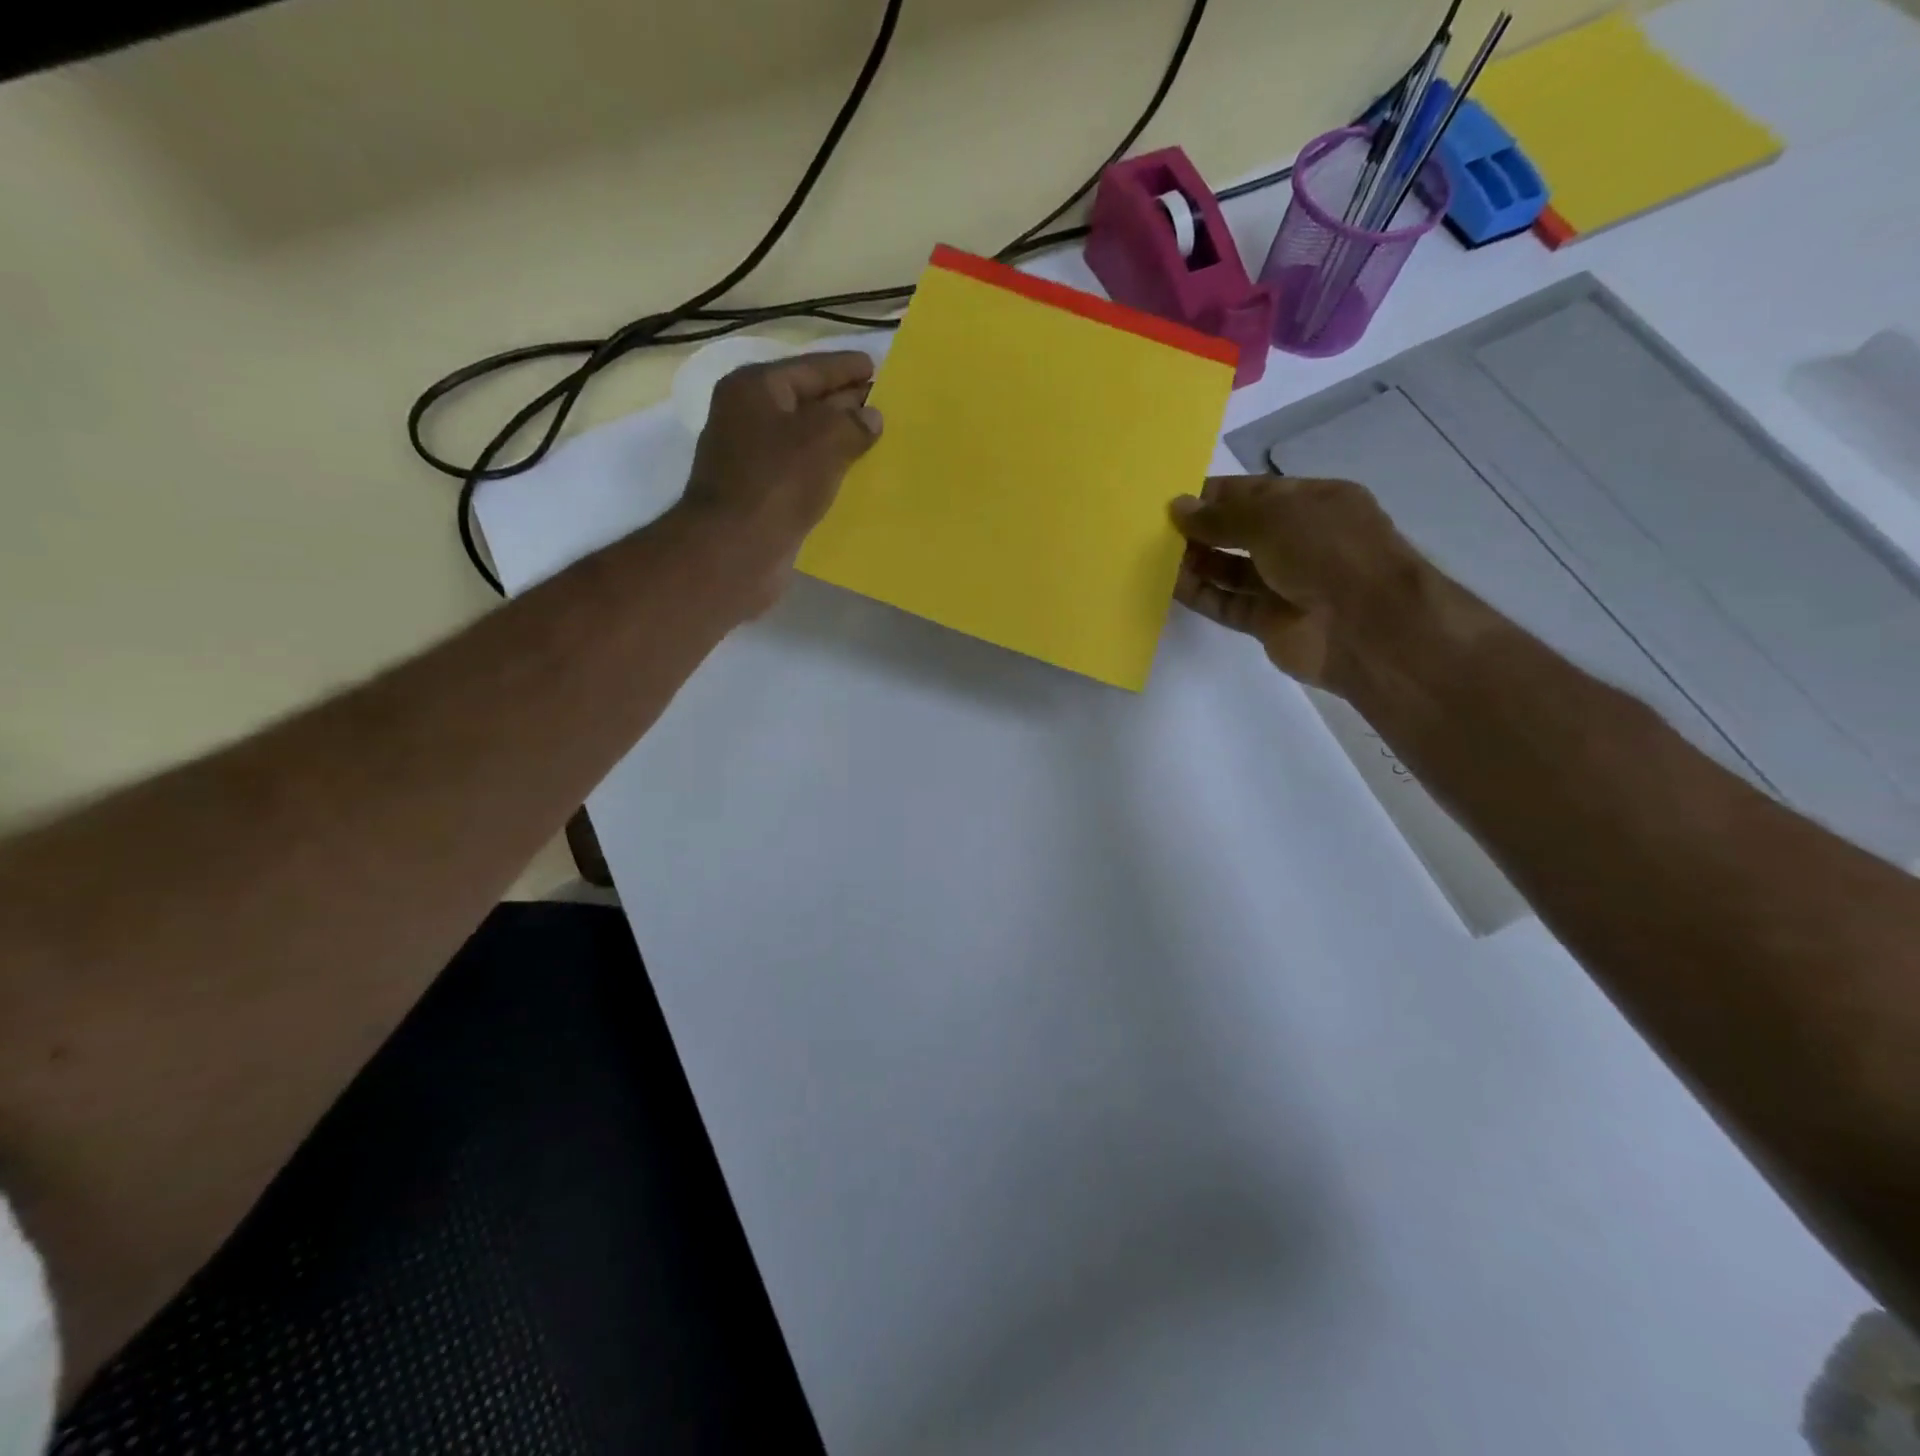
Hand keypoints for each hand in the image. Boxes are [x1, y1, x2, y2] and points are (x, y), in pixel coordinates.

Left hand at [675, 351, 882, 614]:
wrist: (734, 551)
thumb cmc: (777, 483)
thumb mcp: (824, 440)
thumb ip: (853, 422)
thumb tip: (871, 417)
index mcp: (756, 389)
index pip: (811, 368)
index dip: (845, 368)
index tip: (877, 367)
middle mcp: (749, 417)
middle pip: (806, 402)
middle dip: (845, 404)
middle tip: (885, 405)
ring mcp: (752, 459)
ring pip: (806, 441)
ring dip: (838, 442)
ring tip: (878, 442)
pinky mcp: (761, 496)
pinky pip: (802, 474)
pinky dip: (827, 472)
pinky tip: (854, 479)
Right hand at [1169, 474, 1427, 691]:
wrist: (1364, 626)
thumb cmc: (1326, 552)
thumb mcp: (1272, 518)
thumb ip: (1221, 516)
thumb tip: (1178, 508)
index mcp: (1313, 504)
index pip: (1256, 493)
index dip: (1216, 495)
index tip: (1174, 499)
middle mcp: (1300, 541)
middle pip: (1240, 531)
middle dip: (1202, 528)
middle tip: (1156, 528)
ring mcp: (1284, 583)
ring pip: (1230, 569)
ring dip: (1196, 561)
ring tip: (1155, 555)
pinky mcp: (1268, 621)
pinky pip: (1227, 603)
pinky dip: (1201, 594)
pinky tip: (1170, 584)